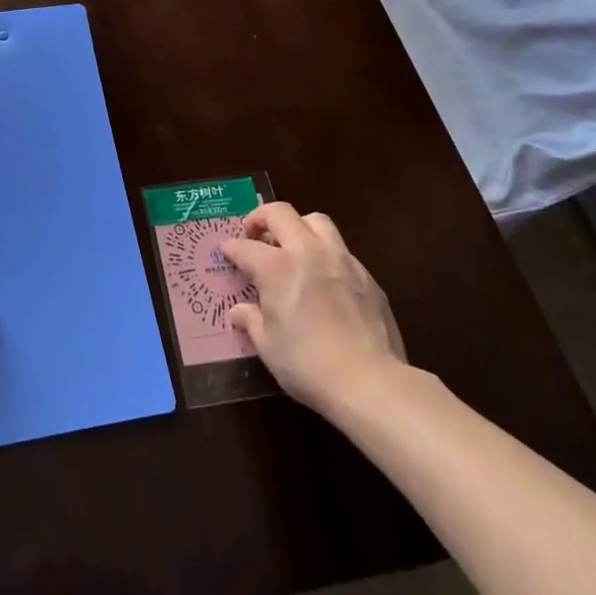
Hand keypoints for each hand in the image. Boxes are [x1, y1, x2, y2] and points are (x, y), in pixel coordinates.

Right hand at [222, 202, 406, 416]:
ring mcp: (341, 260)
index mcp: (276, 267)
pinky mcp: (366, 276)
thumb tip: (239, 311)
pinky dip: (325, 254)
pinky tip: (324, 278)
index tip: (225, 250)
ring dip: (299, 226)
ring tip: (292, 246)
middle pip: (281, 214)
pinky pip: (341, 251)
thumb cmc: (307, 364)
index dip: (231, 247)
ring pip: (317, 222)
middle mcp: (307, 252)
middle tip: (254, 233)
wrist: (370, 381)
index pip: (245, 246)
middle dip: (262, 218)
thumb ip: (251, 321)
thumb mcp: (268, 346)